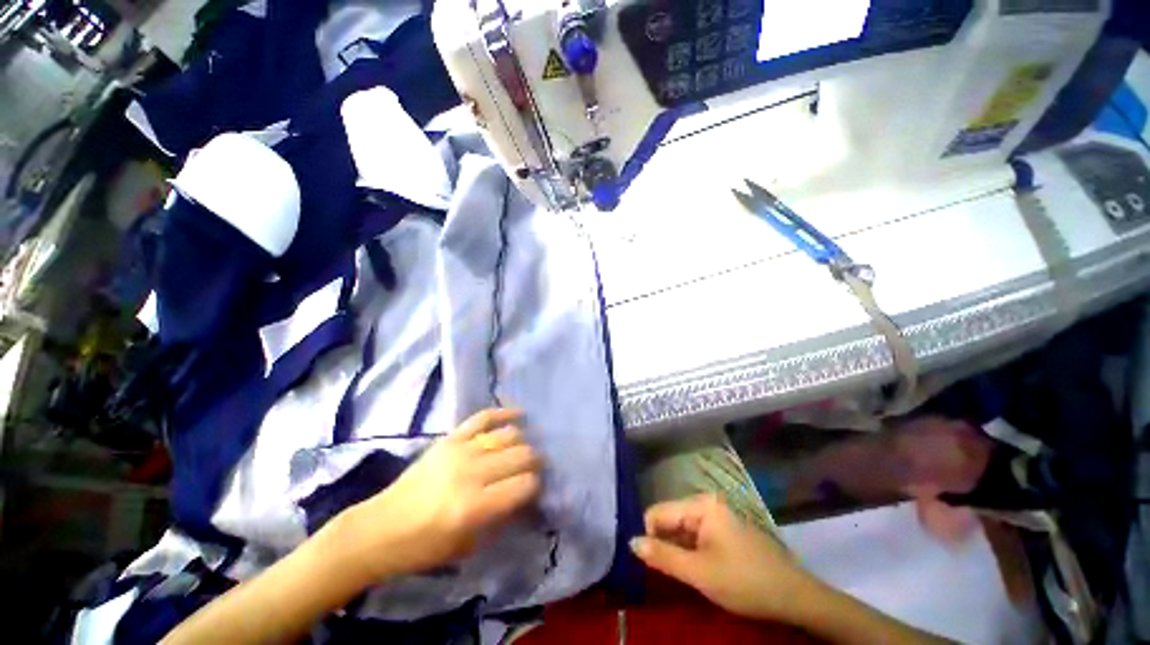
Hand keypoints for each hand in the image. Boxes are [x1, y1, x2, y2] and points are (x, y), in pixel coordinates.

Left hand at [339, 408, 541, 580]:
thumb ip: (503, 518)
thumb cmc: (425, 547)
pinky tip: (519, 415)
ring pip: (508, 435)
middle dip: (535, 462)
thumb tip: (528, 495)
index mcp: (474, 506)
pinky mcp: (450, 438)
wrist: (381, 527)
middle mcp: (471, 472)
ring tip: (524, 450)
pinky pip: (483, 417)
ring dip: (523, 442)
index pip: (525, 484)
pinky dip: (504, 413)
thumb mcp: (469, 546)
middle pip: (521, 455)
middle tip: (534, 469)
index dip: (536, 486)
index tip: (536, 490)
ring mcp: (460, 450)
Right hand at [630, 494, 808, 621]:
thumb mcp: (699, 573)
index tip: (650, 564)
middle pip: (670, 519)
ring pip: (682, 529)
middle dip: (663, 544)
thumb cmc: (744, 581)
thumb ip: (662, 556)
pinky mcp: (724, 529)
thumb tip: (631, 542)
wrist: (794, 596)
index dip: (649, 537)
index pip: (657, 512)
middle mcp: (706, 503)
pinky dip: (690, 551)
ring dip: (677, 550)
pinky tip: (696, 570)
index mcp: (700, 505)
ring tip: (682, 574)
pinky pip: (696, 535)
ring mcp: (717, 515)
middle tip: (665, 574)